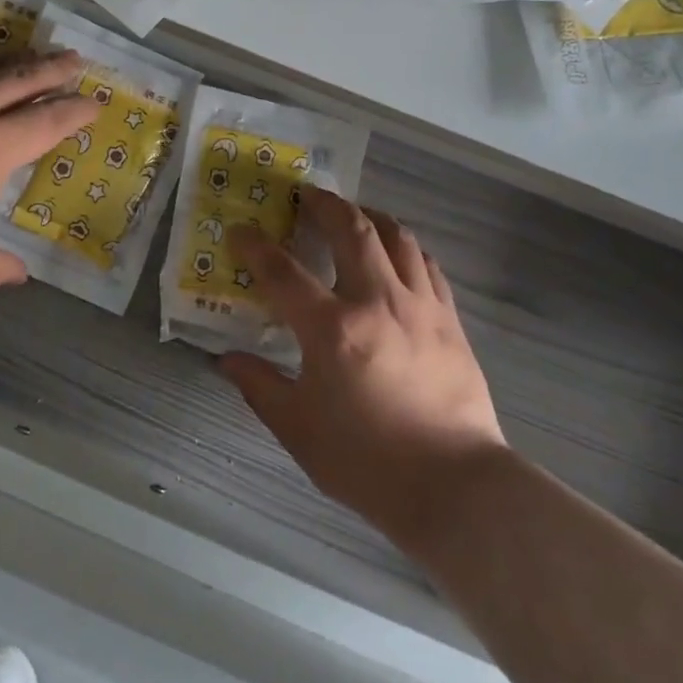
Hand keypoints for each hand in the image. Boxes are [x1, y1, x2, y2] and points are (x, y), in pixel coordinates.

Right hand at [221, 186, 507, 558]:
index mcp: (332, 329)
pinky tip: (397, 251)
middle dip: (324, 204)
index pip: (283, 272)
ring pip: (396, 237)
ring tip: (353, 212)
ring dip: (369, 215)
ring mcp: (420, 306)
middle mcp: (377, 301)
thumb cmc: (367, 462)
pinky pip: (427, 264)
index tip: (240, 231)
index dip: (255, 246)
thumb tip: (226, 361)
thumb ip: (260, 387)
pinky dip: (406, 246)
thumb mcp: (299, 430)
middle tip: (306, 194)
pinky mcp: (450, 319)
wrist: (455, 487)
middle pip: (351, 230)